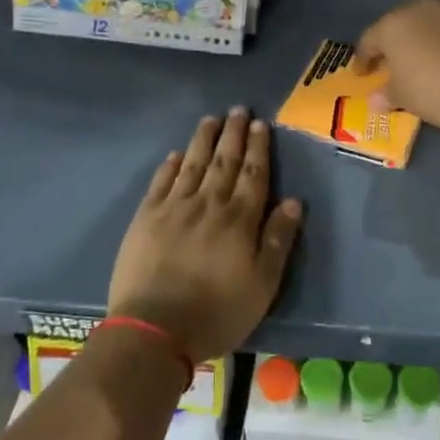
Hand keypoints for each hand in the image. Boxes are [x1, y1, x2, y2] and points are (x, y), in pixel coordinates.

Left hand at [107, 109, 303, 363]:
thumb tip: (294, 201)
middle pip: (224, 162)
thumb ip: (278, 240)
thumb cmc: (217, 311)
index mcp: (239, 219)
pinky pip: (160, 183)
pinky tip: (175, 154)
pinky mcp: (145, 219)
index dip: (258, 148)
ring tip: (210, 120)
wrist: (154, 329)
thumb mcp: (263, 284)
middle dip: (233, 134)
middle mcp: (208, 204)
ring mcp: (173, 208)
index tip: (260, 124)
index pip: (253, 174)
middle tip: (237, 109)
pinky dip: (170, 166)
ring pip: (192, 164)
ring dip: (203, 140)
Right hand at [354, 0, 439, 129]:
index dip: (364, 58)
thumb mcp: (403, 97)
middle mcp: (419, 6)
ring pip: (432, 12)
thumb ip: (387, 94)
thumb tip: (375, 100)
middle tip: (397, 60)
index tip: (363, 73)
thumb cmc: (431, 91)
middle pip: (401, 22)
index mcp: (392, 25)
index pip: (370, 40)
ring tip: (430, 46)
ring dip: (428, 27)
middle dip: (397, 40)